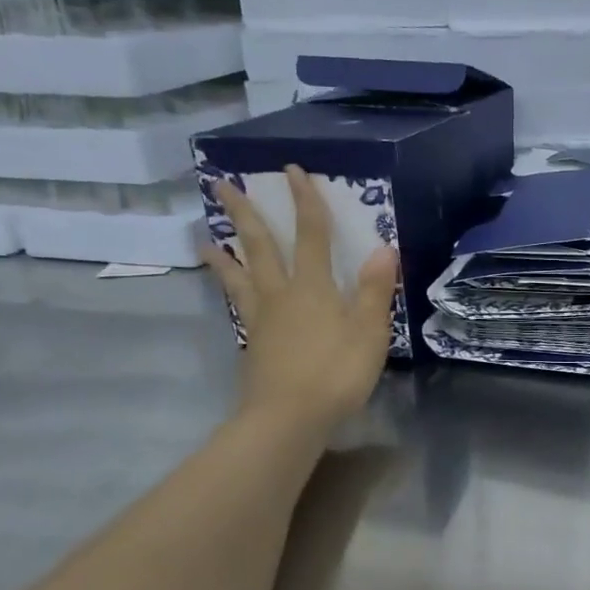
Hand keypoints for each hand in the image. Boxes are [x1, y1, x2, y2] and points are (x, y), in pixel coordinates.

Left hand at [201, 168, 398, 427]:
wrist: (287, 418)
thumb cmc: (335, 373)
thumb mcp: (368, 332)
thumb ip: (373, 290)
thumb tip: (384, 248)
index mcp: (313, 287)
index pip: (311, 235)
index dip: (306, 202)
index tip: (293, 171)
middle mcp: (282, 295)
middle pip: (261, 247)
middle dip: (246, 214)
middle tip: (222, 185)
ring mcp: (262, 320)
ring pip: (240, 277)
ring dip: (225, 253)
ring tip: (205, 239)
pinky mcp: (253, 344)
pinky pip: (239, 306)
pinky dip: (230, 291)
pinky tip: (231, 293)